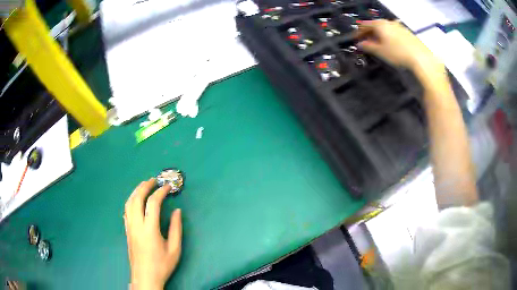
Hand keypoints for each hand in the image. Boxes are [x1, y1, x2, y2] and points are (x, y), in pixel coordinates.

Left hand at [124, 178, 181, 289]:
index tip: (168, 187)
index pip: (153, 203)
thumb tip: (177, 211)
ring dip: (136, 191)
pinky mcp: (127, 231)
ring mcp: (129, 227)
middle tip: (153, 180)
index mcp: (149, 229)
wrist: (145, 277)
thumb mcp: (175, 249)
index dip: (161, 192)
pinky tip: (135, 201)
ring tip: (144, 186)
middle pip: (137, 198)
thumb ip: (176, 229)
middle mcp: (137, 225)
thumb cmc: (162, 265)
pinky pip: (126, 211)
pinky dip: (131, 201)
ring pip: (129, 203)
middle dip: (145, 186)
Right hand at [357, 20, 442, 74]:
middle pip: (375, 26)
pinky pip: (394, 32)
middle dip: (369, 34)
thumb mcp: (380, 51)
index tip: (356, 40)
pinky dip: (389, 37)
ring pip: (385, 29)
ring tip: (379, 45)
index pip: (364, 25)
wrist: (421, 58)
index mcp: (379, 24)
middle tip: (366, 43)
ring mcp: (399, 26)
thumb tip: (360, 44)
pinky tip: (391, 46)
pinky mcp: (407, 33)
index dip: (358, 33)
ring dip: (379, 36)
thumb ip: (368, 46)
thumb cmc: (398, 54)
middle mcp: (389, 22)